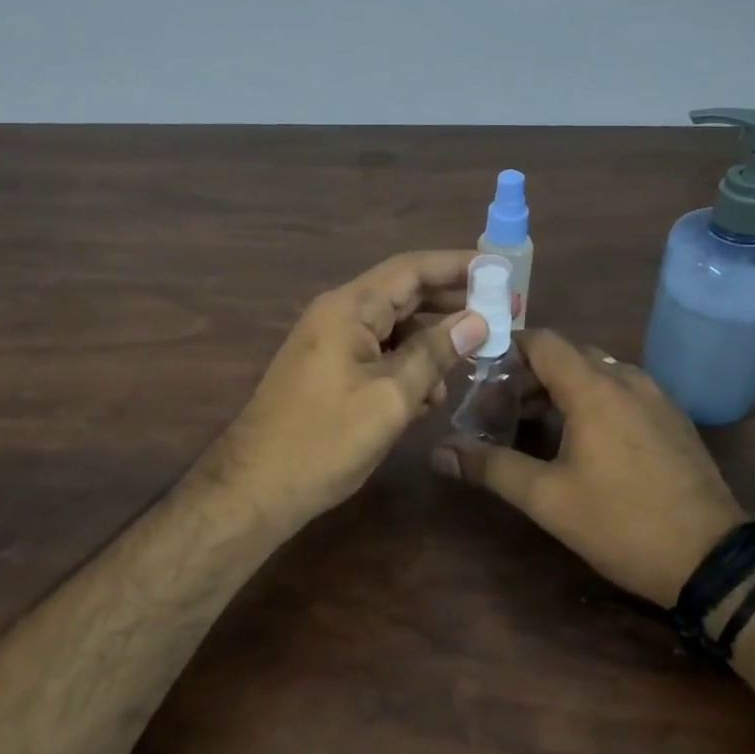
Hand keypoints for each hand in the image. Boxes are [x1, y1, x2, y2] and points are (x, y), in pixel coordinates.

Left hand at [205, 251, 489, 532]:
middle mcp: (338, 314)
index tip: (499, 269)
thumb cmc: (324, 440)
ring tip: (474, 356)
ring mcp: (331, 343)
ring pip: (393, 327)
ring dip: (432, 339)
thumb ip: (434, 354)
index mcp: (349, 308)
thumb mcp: (390, 398)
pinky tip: (433, 392)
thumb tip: (477, 320)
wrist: (255, 488)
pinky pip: (378, 353)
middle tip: (499, 309)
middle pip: (403, 293)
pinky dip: (408, 364)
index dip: (456, 265)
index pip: (410, 269)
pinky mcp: (330, 370)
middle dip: (450, 301)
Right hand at [430, 330, 746, 605]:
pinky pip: (621, 391)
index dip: (506, 348)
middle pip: (566, 356)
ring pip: (595, 373)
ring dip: (559, 390)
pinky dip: (591, 400)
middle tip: (498, 411)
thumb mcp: (547, 498)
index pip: (542, 341)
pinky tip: (580, 441)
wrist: (713, 559)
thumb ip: (490, 467)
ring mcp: (655, 396)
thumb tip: (438, 453)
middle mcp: (626, 378)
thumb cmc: (622, 522)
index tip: (478, 374)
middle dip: (527, 376)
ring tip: (532, 427)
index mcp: (593, 387)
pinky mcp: (672, 418)